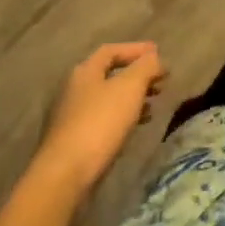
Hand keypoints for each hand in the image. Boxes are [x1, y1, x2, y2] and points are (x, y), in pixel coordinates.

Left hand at [32, 43, 167, 196]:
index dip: (136, 49)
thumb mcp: (130, 87)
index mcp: (85, 72)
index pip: (112, 50)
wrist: (65, 176)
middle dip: (137, 76)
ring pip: (107, 99)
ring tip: (153, 105)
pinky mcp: (73, 142)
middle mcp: (74, 90)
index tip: (158, 53)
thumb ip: (146, 67)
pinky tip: (134, 128)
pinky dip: (122, 118)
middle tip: (160, 81)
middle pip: (109, 75)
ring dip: (131, 98)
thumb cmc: (99, 124)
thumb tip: (154, 57)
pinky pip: (103, 120)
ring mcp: (70, 118)